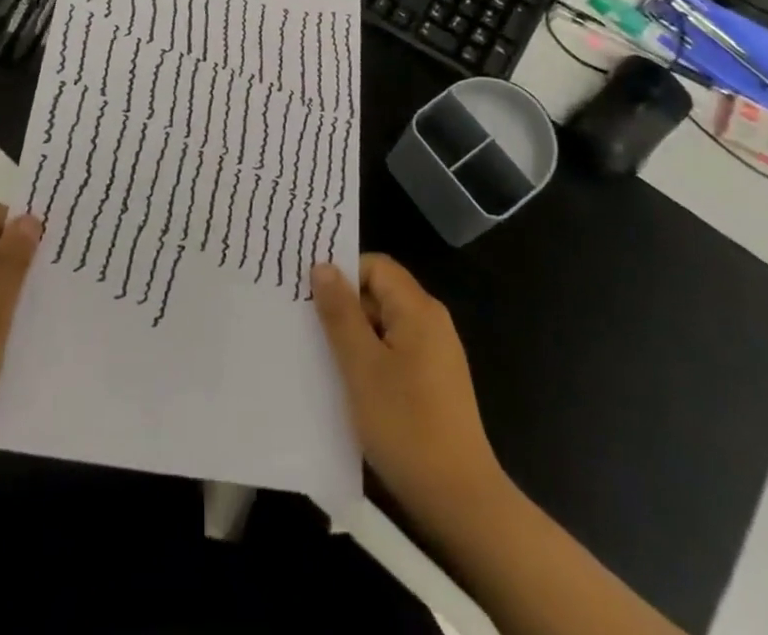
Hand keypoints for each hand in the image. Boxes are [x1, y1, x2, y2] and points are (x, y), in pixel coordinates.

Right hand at [313, 254, 504, 528]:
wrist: (461, 502)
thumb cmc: (407, 426)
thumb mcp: (361, 366)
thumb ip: (340, 313)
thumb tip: (323, 266)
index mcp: (418, 310)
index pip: (375, 266)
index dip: (342, 274)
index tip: (309, 296)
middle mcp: (431, 323)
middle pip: (379, 294)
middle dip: (343, 307)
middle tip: (306, 326)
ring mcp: (435, 355)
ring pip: (384, 326)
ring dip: (353, 336)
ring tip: (320, 356)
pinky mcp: (433, 383)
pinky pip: (394, 353)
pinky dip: (369, 359)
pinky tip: (348, 384)